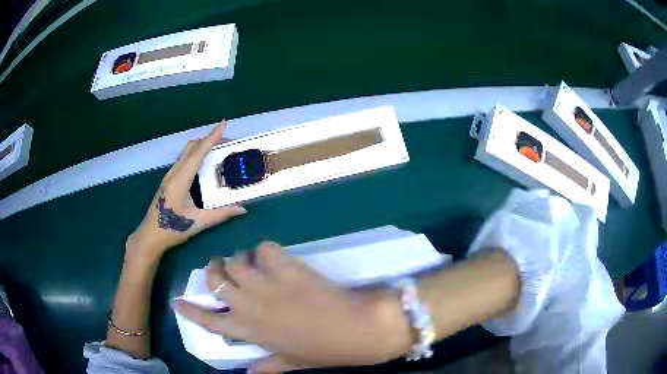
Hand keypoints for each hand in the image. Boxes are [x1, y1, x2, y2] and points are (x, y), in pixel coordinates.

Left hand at [128, 122, 246, 258]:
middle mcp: (174, 172)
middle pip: (191, 147)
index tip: (223, 123)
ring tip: (217, 151)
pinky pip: (183, 160)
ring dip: (201, 147)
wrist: (150, 235)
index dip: (212, 137)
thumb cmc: (172, 228)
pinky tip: (203, 165)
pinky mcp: (168, 180)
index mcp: (181, 179)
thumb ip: (221, 214)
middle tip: (226, 142)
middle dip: (208, 140)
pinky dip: (195, 155)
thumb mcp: (198, 222)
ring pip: (186, 152)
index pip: (198, 152)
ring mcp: (169, 175)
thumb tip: (242, 209)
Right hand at [176, 242, 411, 372]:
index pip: (209, 320)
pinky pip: (265, 249)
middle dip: (213, 271)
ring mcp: (266, 284)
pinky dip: (265, 250)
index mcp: (249, 330)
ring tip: (247, 261)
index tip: (178, 301)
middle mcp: (249, 305)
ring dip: (238, 259)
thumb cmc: (322, 351)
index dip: (191, 311)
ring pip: (235, 261)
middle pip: (216, 281)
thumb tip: (248, 372)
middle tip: (220, 268)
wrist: (355, 329)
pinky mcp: (286, 267)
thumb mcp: (291, 362)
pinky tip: (272, 257)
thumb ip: (266, 366)